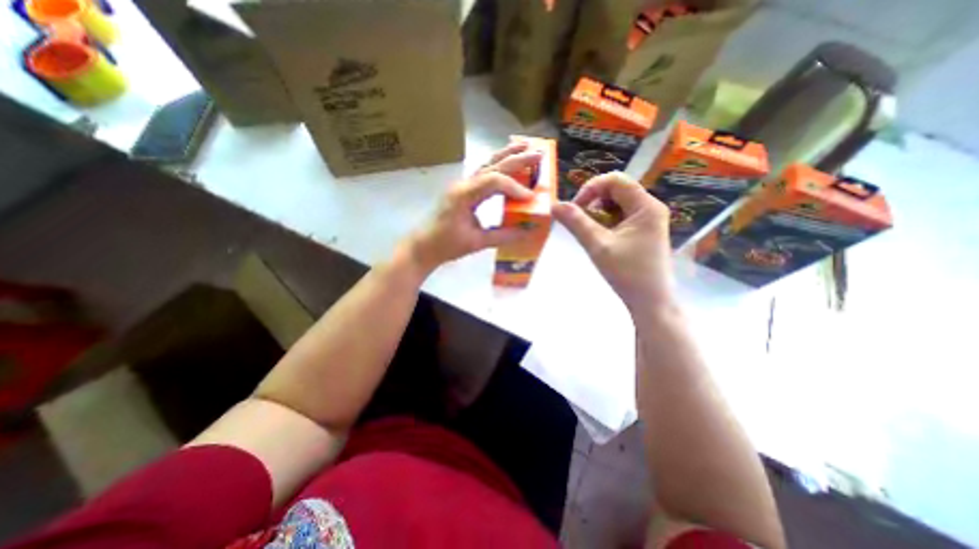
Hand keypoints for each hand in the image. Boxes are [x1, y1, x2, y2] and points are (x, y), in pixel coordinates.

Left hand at [406, 142, 542, 274]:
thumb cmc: (446, 245)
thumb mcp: (476, 243)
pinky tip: (507, 163)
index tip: (530, 198)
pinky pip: (483, 173)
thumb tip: (527, 231)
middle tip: (538, 153)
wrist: (423, 246)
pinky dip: (498, 166)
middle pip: (492, 166)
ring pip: (487, 165)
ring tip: (525, 147)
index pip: (494, 181)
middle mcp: (463, 184)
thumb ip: (502, 236)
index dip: (515, 188)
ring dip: (506, 155)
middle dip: (516, 159)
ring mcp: (462, 185)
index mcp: (464, 195)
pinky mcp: (463, 190)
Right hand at [553, 171, 678, 308]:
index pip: (615, 180)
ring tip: (589, 230)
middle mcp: (650, 207)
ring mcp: (648, 220)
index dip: (591, 188)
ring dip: (598, 212)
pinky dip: (605, 221)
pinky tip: (599, 236)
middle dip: (593, 201)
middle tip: (579, 220)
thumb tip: (554, 205)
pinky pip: (620, 216)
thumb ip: (576, 223)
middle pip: (616, 190)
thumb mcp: (598, 246)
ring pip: (617, 203)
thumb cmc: (627, 274)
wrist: (650, 302)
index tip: (575, 208)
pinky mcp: (643, 231)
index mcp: (646, 206)